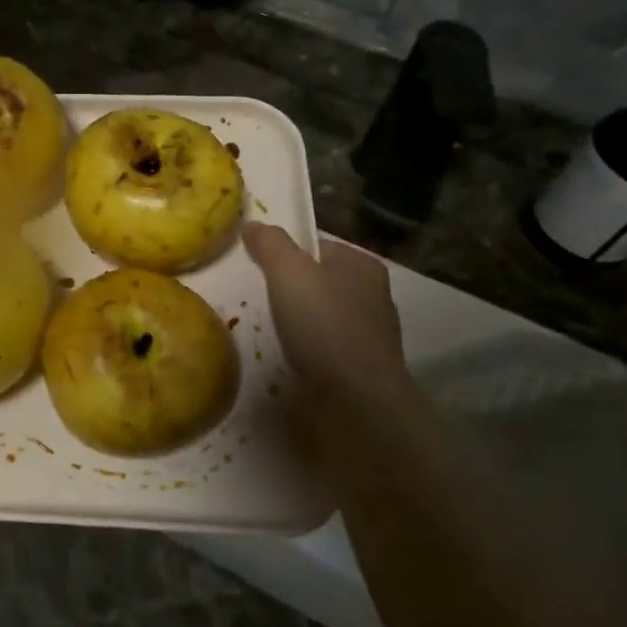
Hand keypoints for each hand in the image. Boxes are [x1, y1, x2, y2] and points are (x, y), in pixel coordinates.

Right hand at [243, 222, 407, 397]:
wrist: (355, 403)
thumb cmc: (324, 326)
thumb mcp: (289, 271)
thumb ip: (270, 244)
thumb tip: (252, 223)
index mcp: (363, 266)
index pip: (319, 246)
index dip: (287, 252)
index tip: (258, 266)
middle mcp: (373, 297)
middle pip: (320, 282)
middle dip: (292, 289)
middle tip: (256, 297)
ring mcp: (370, 337)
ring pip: (322, 317)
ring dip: (298, 323)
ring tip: (266, 329)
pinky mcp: (360, 370)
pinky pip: (324, 349)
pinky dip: (306, 351)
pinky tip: (285, 357)